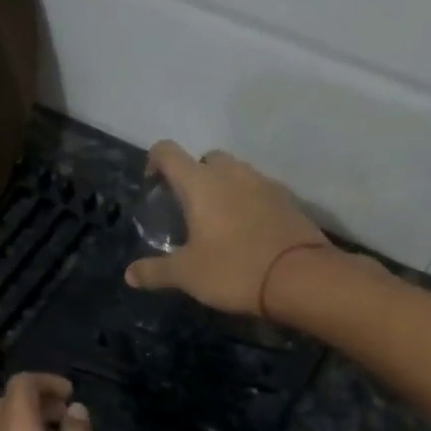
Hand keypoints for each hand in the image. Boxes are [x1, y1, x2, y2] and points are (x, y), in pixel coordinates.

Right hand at [124, 141, 329, 315]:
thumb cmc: (234, 270)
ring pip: (235, 172)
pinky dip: (247, 202)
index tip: (153, 185)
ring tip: (218, 221)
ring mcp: (263, 183)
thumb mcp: (187, 275)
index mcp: (200, 183)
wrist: (301, 278)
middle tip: (188, 208)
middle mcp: (231, 173)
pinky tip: (246, 231)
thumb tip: (129, 275)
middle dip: (193, 175)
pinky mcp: (287, 199)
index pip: (168, 152)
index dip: (154, 162)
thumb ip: (156, 271)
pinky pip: (259, 190)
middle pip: (206, 158)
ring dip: (223, 187)